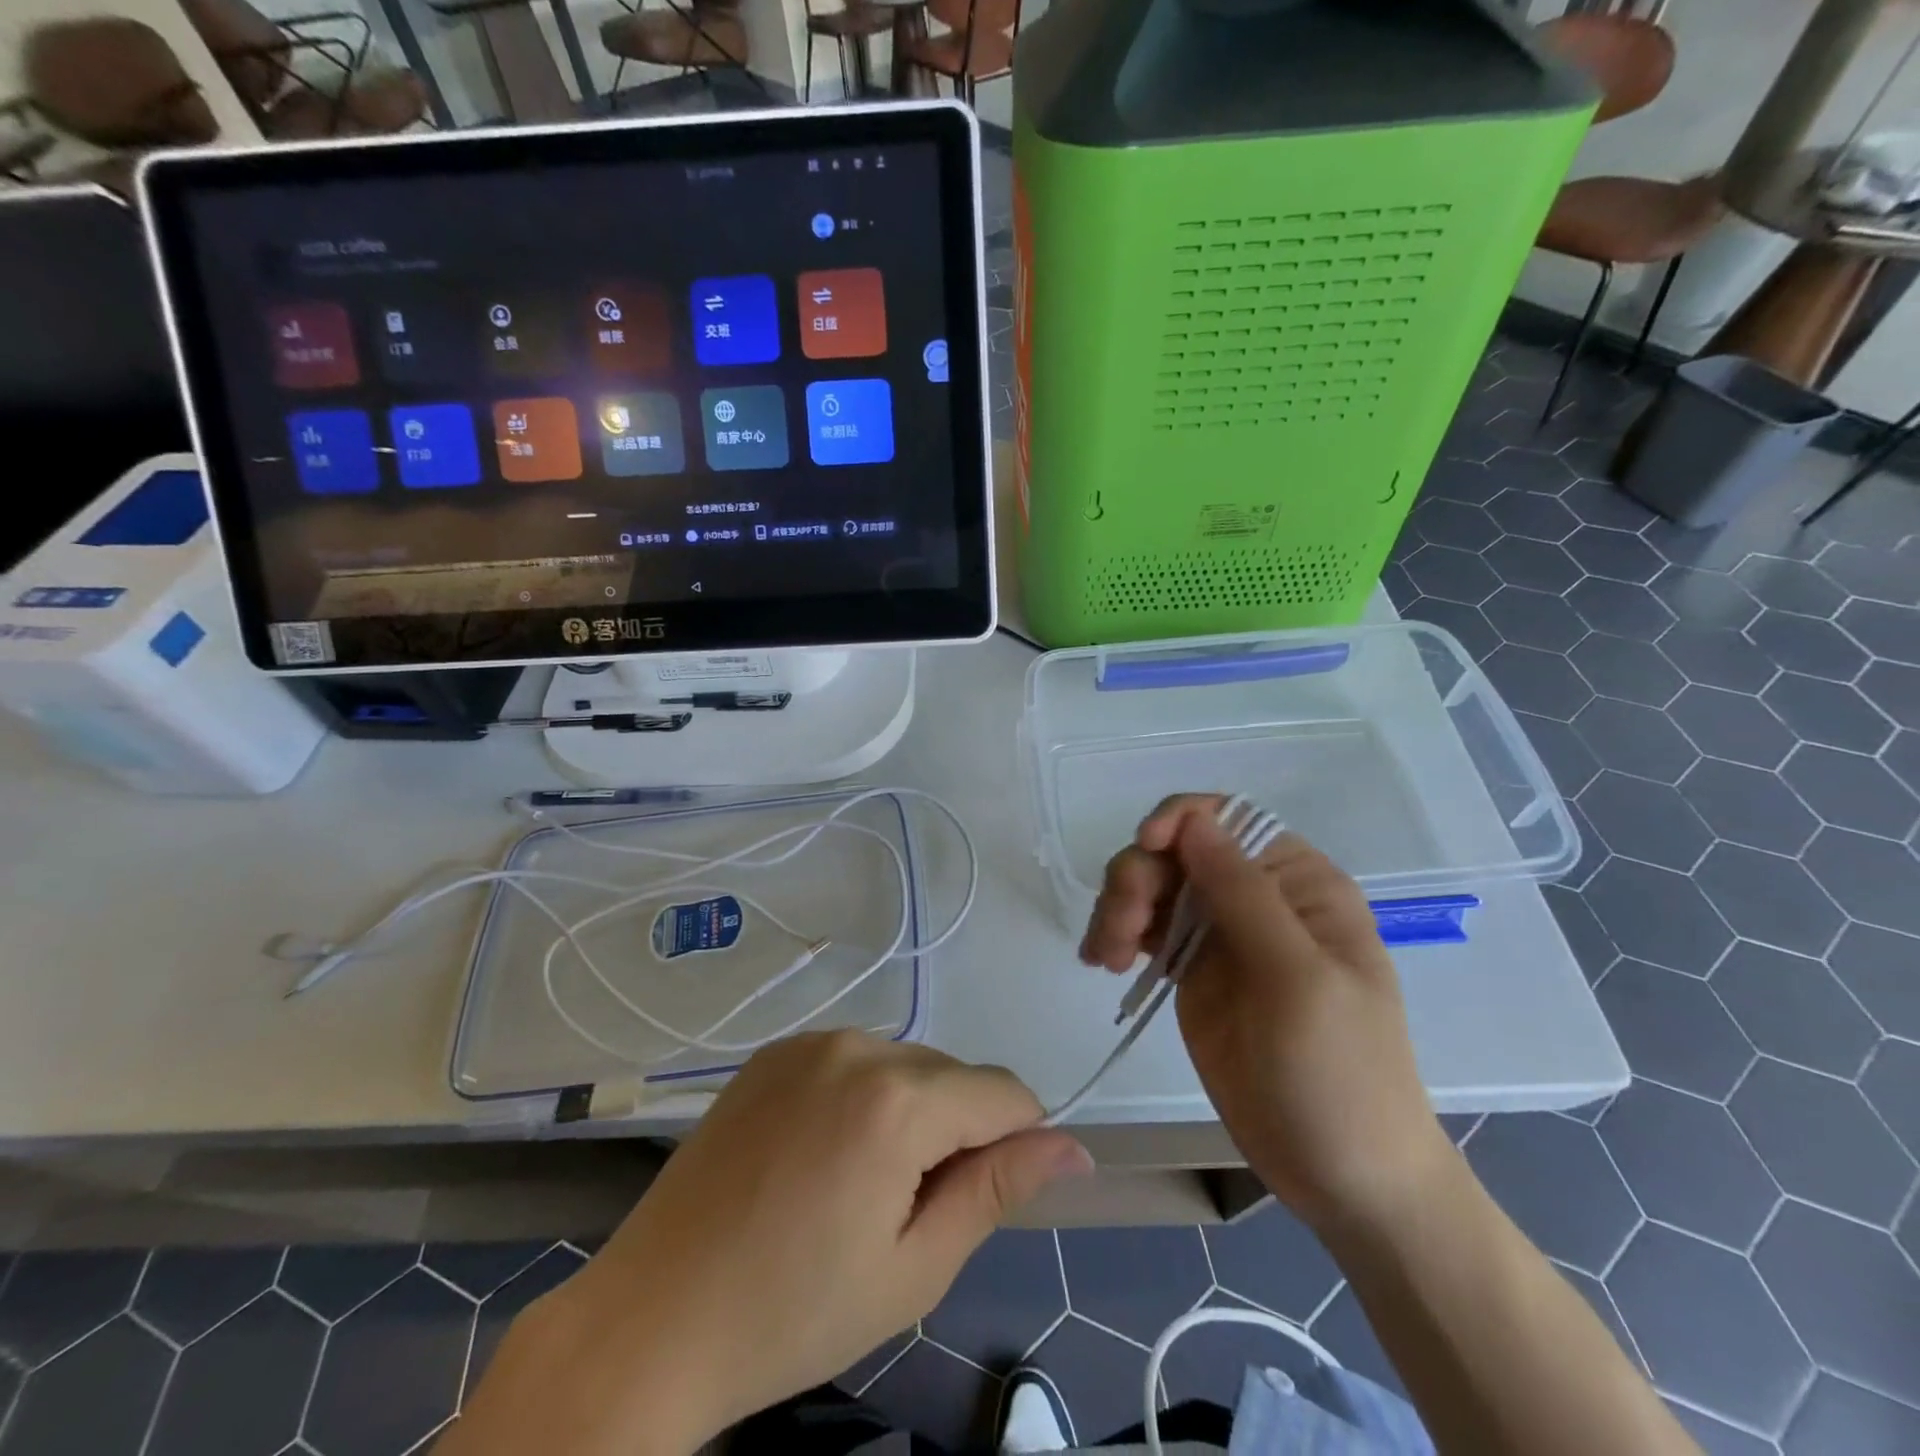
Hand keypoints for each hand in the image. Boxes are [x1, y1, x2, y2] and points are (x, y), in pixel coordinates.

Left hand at [449, 1032, 1088, 1455]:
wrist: (654, 1318)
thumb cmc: (795, 1312)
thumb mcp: (915, 1265)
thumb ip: (998, 1188)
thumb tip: (1074, 1147)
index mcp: (896, 1100)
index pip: (1004, 1091)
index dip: (1015, 1141)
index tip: (984, 1196)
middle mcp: (856, 1046)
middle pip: (952, 1074)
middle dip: (957, 1130)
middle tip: (906, 1209)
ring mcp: (809, 1042)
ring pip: (905, 1062)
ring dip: (911, 1111)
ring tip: (859, 1185)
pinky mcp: (774, 1051)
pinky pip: (852, 1059)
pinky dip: (862, 1095)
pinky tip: (821, 1155)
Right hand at [1079, 795, 1453, 1231]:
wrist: (1344, 1176)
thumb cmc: (1340, 1073)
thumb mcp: (1299, 979)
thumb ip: (1244, 894)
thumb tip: (1193, 820)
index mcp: (1298, 883)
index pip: (1229, 819)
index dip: (1179, 819)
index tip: (1145, 849)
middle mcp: (1256, 896)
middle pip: (1176, 850)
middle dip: (1139, 877)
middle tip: (1121, 934)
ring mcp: (1220, 934)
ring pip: (1152, 886)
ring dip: (1119, 907)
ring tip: (1108, 959)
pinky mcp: (1192, 970)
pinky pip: (1144, 930)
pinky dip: (1116, 936)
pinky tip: (1104, 963)